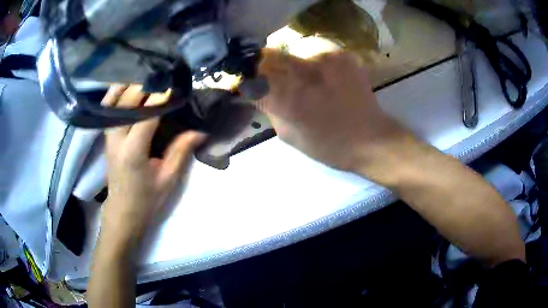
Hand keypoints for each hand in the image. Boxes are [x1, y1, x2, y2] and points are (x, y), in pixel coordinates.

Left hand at [101, 85, 205, 240]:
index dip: (161, 97)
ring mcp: (108, 136)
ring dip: (129, 85)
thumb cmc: (147, 199)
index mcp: (133, 152)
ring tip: (146, 74)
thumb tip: (200, 131)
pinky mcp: (106, 136)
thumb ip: (181, 151)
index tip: (175, 85)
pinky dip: (116, 94)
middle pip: (128, 102)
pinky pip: (108, 108)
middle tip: (164, 75)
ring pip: (114, 101)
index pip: (147, 115)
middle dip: (146, 86)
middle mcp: (116, 139)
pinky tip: (127, 85)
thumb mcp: (168, 179)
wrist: (123, 211)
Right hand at [257, 49, 417, 182]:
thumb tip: (258, 90)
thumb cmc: (329, 145)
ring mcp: (325, 58)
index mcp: (288, 98)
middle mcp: (304, 71)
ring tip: (303, 78)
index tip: (250, 83)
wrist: (371, 138)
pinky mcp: (341, 55)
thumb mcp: (289, 135)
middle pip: (269, 55)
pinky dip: (312, 60)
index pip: (253, 74)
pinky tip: (322, 75)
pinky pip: (315, 50)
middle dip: (265, 66)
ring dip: (290, 62)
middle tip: (273, 79)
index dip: (248, 77)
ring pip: (292, 49)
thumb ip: (269, 108)